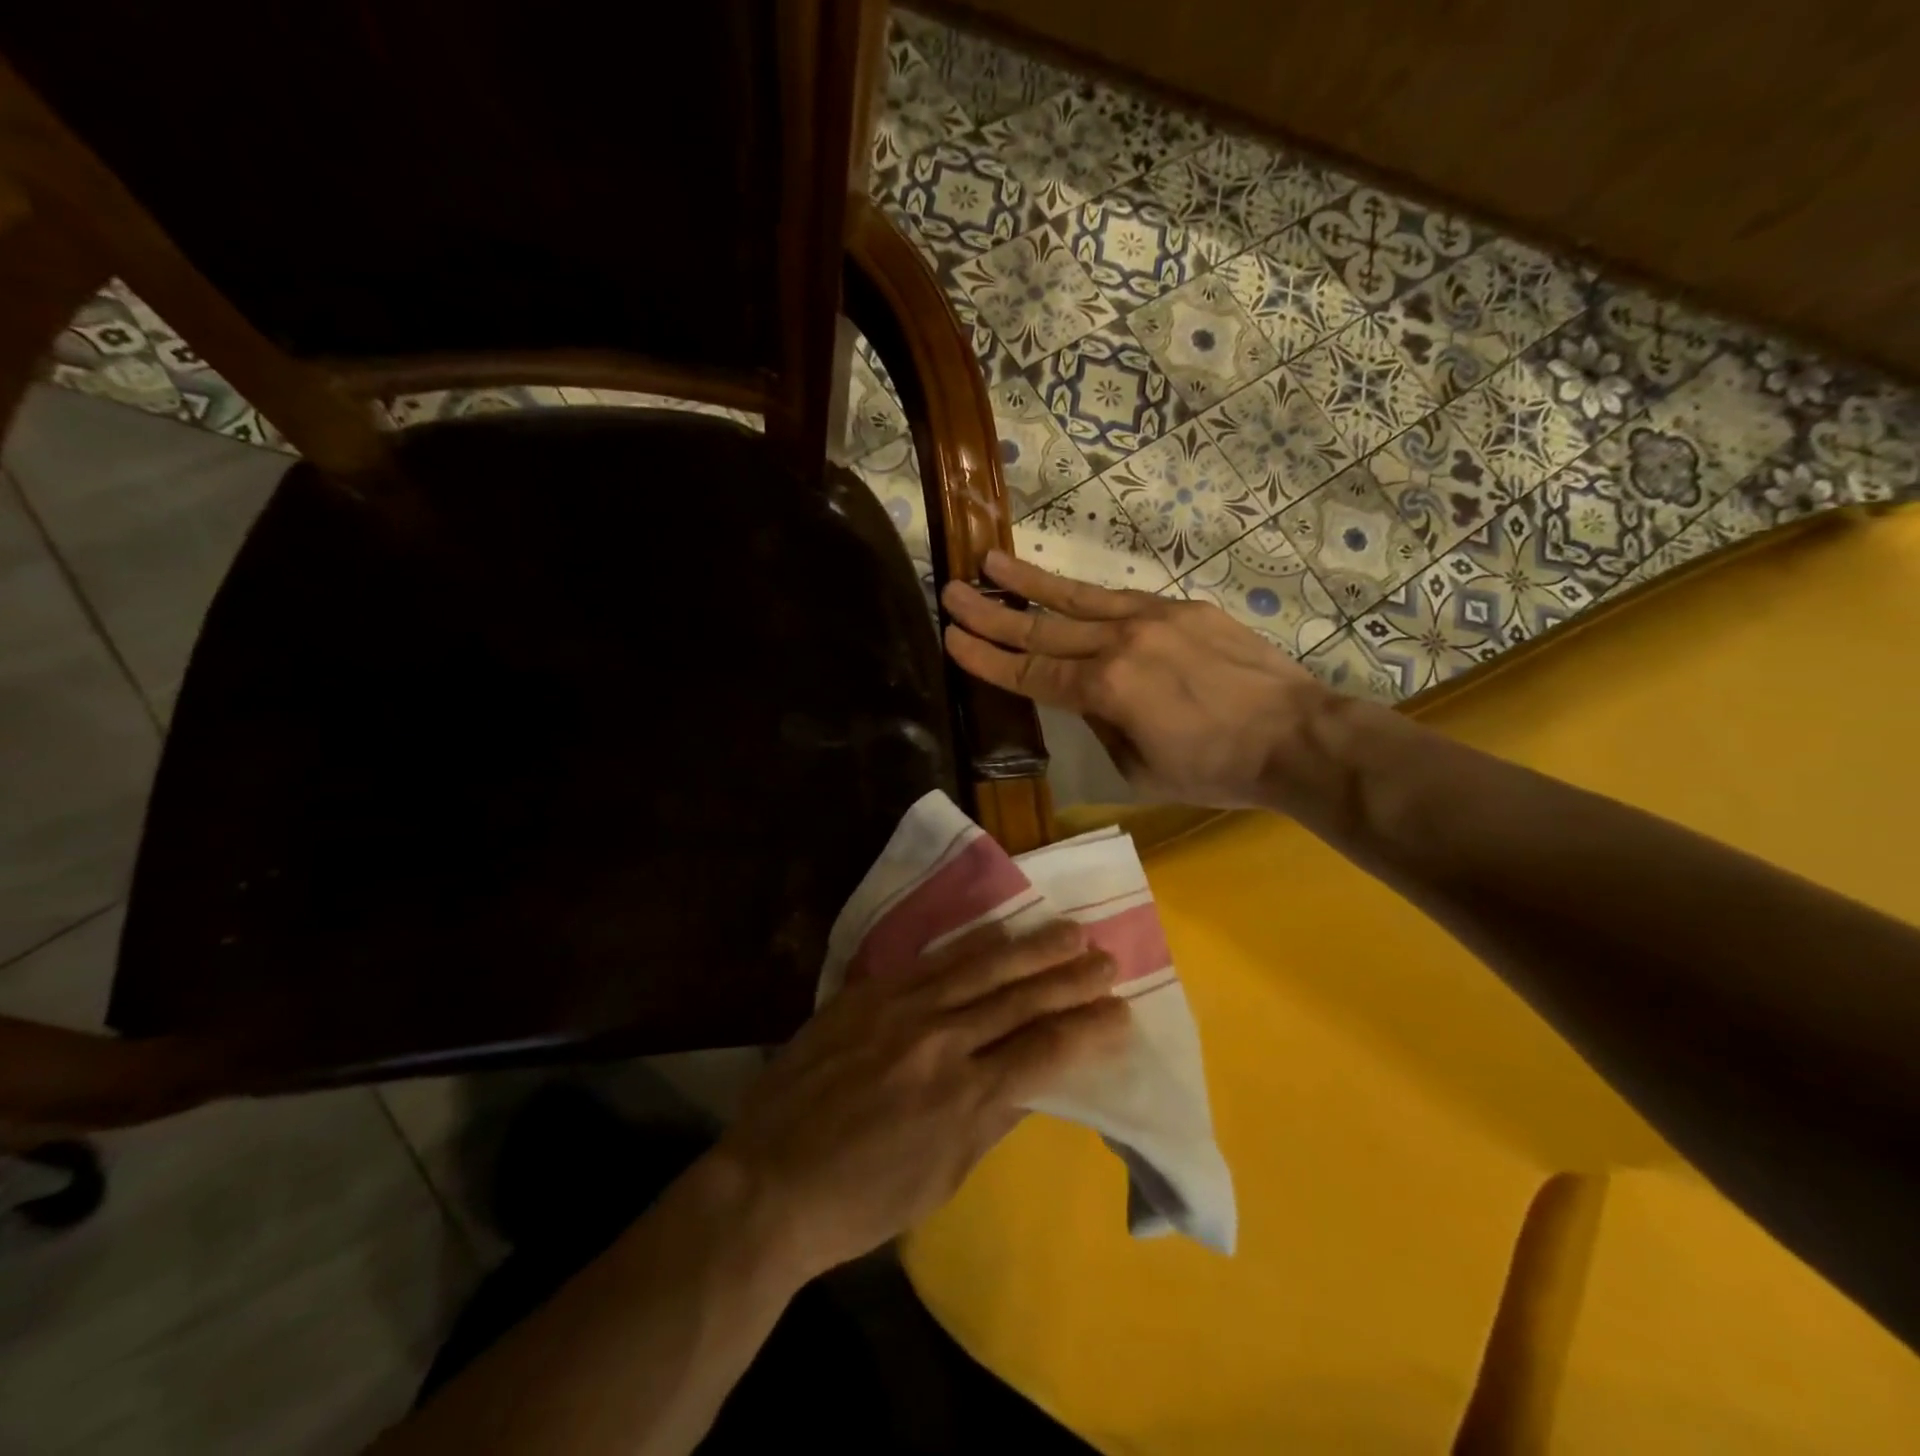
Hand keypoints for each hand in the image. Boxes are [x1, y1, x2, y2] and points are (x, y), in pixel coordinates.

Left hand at [712, 921, 1126, 1282]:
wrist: (769, 1180)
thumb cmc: (862, 1200)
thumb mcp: (943, 1177)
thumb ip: (993, 1118)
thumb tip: (1036, 1076)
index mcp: (966, 1099)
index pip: (1046, 1051)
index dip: (1090, 1030)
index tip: (1122, 1014)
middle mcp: (943, 1042)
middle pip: (1022, 999)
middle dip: (1071, 979)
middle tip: (1108, 961)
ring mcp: (903, 1009)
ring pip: (983, 967)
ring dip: (1033, 948)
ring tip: (1071, 931)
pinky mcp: (871, 992)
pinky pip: (933, 960)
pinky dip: (973, 943)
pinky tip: (1000, 929)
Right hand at [942, 551, 1333, 808]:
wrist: (1296, 737)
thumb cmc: (1215, 769)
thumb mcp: (1140, 769)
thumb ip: (1103, 727)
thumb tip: (1089, 700)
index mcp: (1106, 689)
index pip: (1030, 672)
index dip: (987, 658)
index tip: (951, 637)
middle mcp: (1121, 643)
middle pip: (1043, 629)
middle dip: (991, 613)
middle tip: (951, 591)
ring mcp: (1154, 618)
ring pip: (1078, 598)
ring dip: (1030, 582)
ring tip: (992, 562)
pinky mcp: (1184, 608)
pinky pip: (1123, 600)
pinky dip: (1087, 595)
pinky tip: (1067, 589)